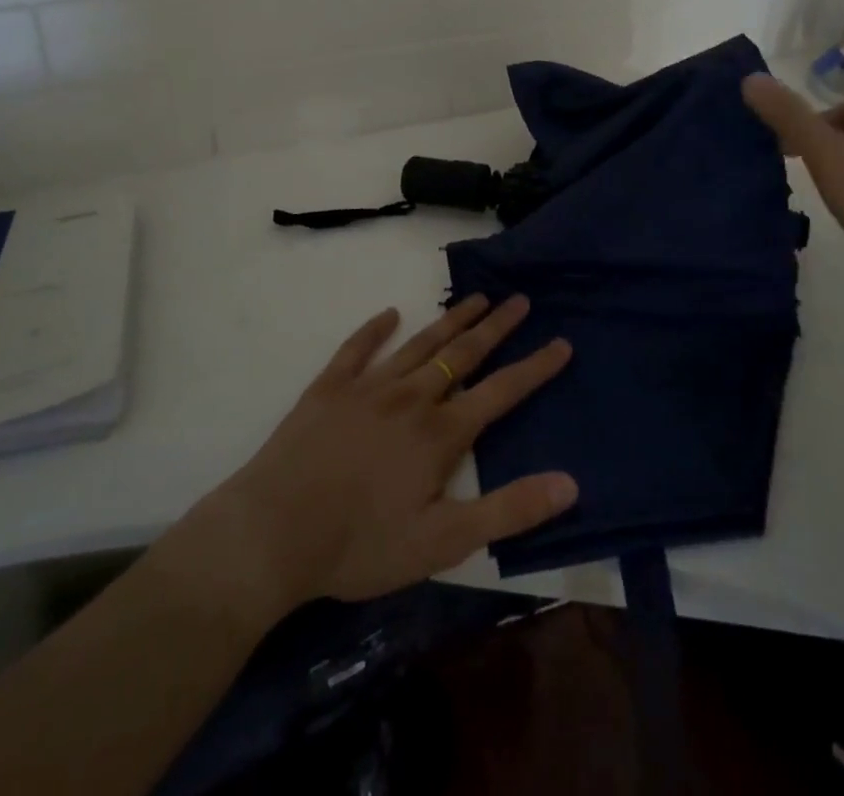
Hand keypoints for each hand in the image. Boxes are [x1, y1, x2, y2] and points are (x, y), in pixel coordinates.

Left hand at [178, 295, 575, 615]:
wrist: (273, 533)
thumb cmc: (360, 545)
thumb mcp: (443, 542)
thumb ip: (507, 510)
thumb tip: (569, 483)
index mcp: (440, 433)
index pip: (500, 391)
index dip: (535, 367)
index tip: (561, 341)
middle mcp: (410, 397)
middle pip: (462, 353)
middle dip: (495, 326)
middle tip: (519, 300)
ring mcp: (367, 387)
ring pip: (419, 343)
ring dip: (450, 320)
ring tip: (475, 298)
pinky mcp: (328, 388)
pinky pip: (357, 348)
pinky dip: (374, 329)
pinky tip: (388, 313)